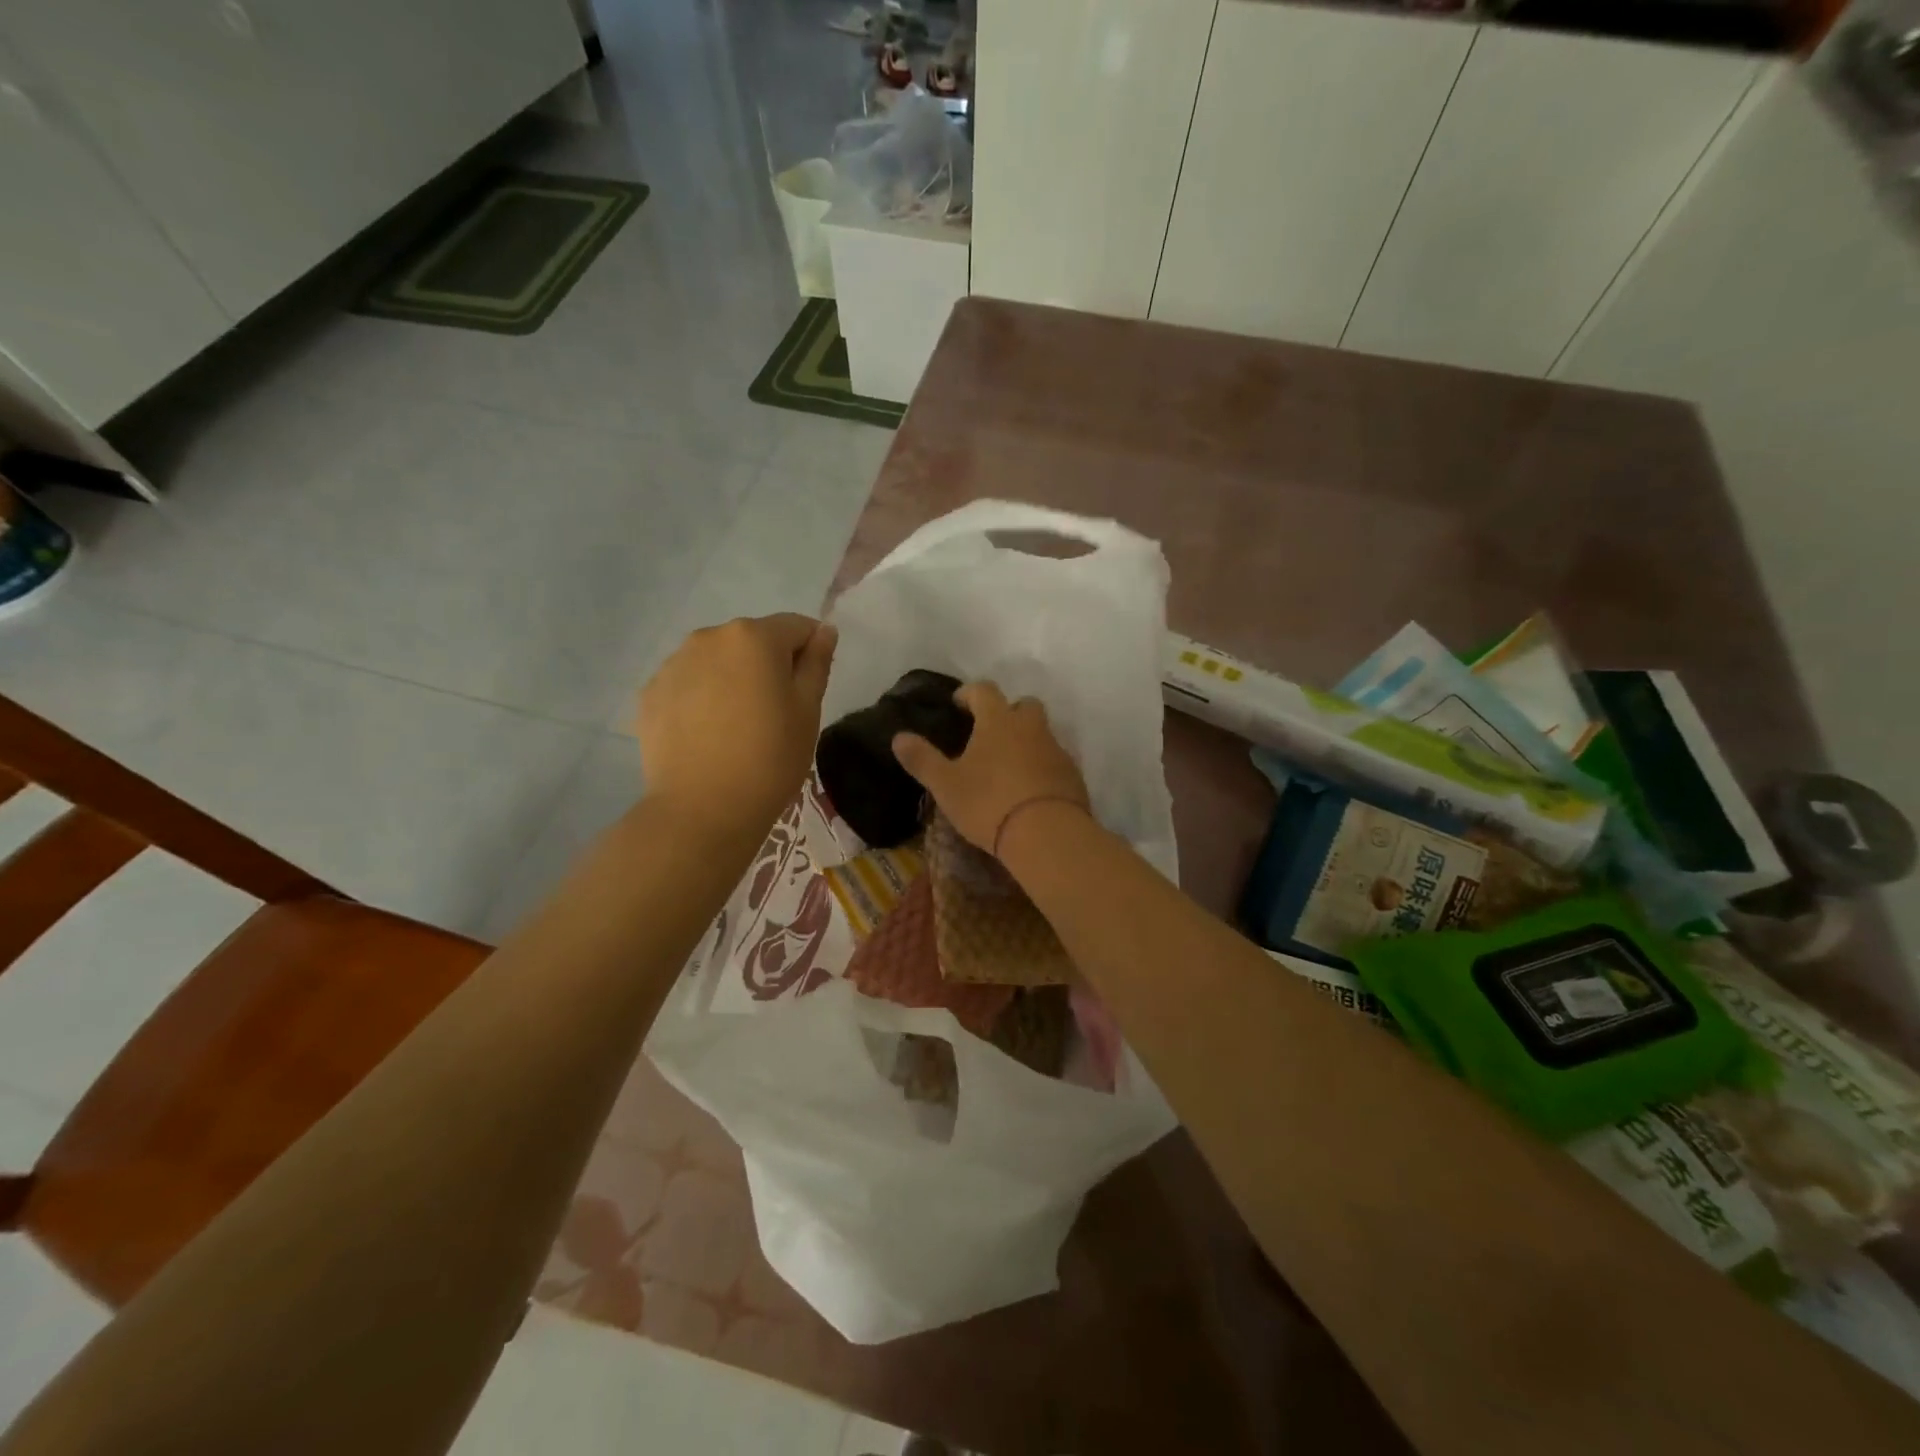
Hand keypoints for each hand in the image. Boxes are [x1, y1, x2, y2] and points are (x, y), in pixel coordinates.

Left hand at [638, 614, 837, 839]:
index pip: (796, 627)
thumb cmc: (770, 758)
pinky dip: (702, 698)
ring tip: (737, 726)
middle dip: (768, 664)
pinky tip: (708, 734)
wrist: (702, 809)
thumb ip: (817, 663)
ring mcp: (673, 664)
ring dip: (733, 679)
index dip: (811, 651)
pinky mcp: (650, 693)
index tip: (810, 688)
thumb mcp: (808, 710)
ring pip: (717, 661)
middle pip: (752, 641)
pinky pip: (688, 684)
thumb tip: (824, 631)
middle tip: (776, 712)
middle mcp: (709, 637)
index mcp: (753, 637)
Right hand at [891, 682, 1089, 855]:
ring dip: (1026, 740)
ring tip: (1008, 766)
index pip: (984, 690)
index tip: (959, 704)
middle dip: (1007, 712)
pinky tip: (1030, 789)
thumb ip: (922, 759)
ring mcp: (1056, 750)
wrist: (1047, 834)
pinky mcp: (1072, 775)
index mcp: (998, 721)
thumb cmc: (988, 803)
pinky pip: (1055, 760)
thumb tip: (898, 737)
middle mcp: (1030, 727)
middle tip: (990, 732)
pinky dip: (1042, 766)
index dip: (969, 693)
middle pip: (1023, 705)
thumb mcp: (946, 785)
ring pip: (1041, 733)